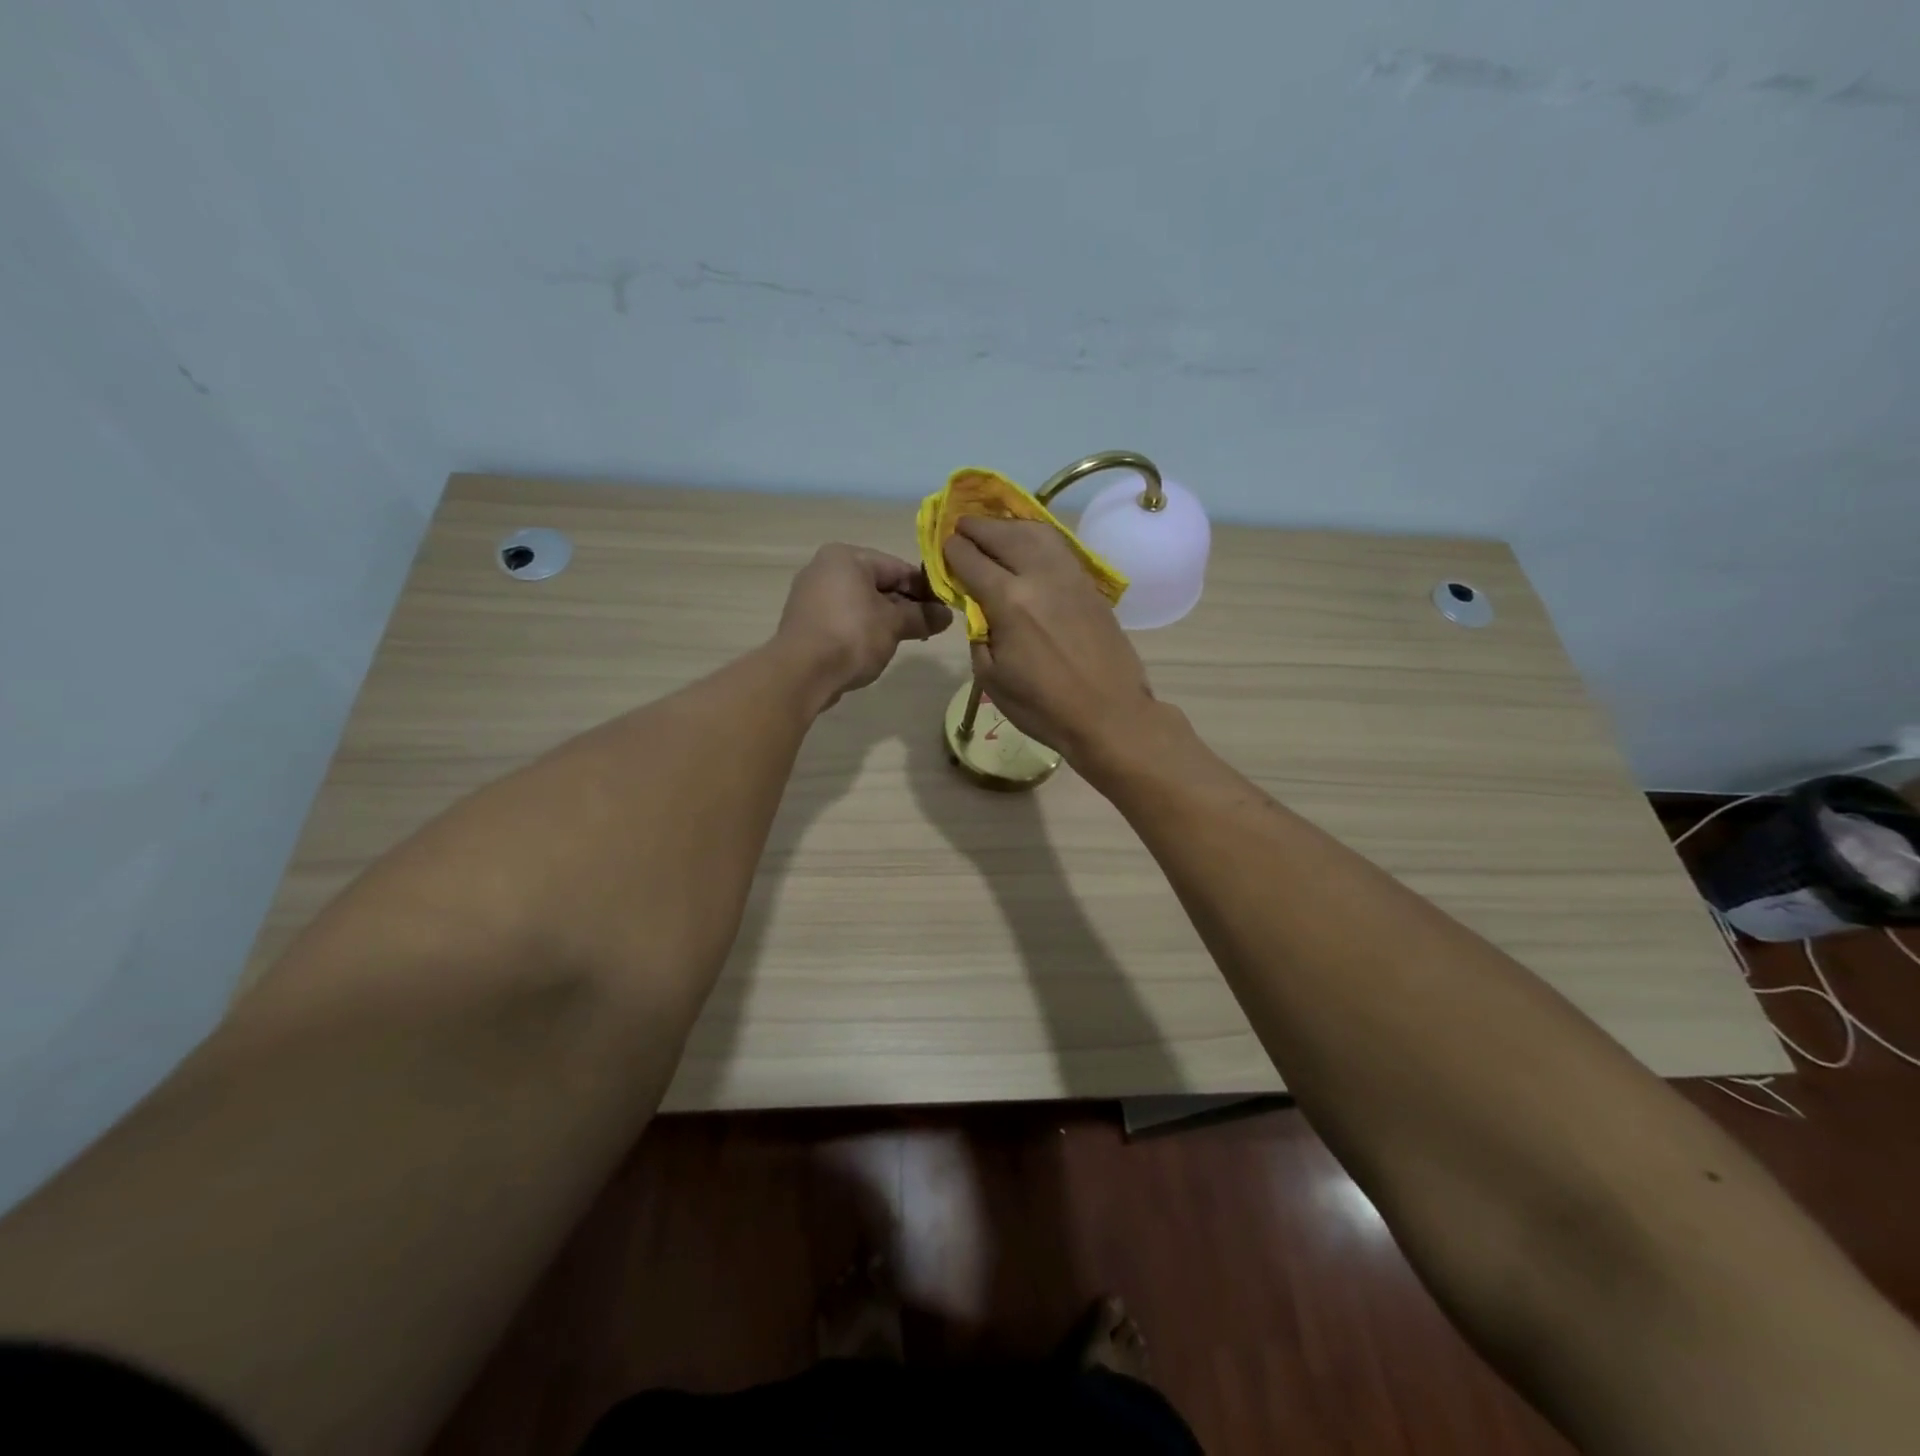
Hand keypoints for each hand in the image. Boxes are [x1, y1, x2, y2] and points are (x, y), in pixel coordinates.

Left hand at [776, 544, 952, 708]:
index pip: (897, 567)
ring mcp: (811, 595)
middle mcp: (824, 568)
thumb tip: (946, 616)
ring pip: (861, 602)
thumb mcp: (894, 624)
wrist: (802, 673)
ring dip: (886, 619)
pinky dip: (863, 628)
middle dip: (905, 605)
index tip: (944, 608)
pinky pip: (844, 618)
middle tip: (930, 626)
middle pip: (878, 583)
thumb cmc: (852, 636)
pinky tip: (877, 647)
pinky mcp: (805, 622)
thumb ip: (922, 616)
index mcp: (846, 557)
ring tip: (908, 639)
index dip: (925, 588)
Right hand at [942, 518, 1158, 760]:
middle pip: (1002, 534)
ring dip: (1008, 525)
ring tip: (993, 530)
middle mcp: (1039, 576)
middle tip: (961, 528)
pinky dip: (1036, 536)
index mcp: (1008, 601)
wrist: (1109, 715)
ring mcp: (1069, 576)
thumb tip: (977, 607)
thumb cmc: (1043, 706)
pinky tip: (1027, 543)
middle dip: (975, 528)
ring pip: (1035, 531)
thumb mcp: (991, 677)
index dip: (951, 551)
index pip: (970, 559)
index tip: (943, 550)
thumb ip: (977, 632)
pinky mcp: (1089, 584)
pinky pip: (1058, 546)